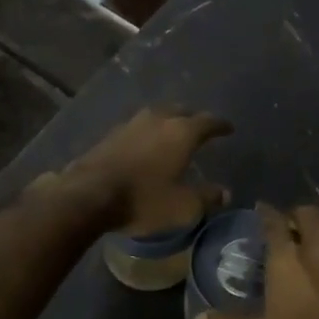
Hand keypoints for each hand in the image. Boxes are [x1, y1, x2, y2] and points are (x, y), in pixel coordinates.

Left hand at [41, 106, 231, 232]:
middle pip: (181, 111)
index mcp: (182, 132)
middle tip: (200, 128)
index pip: (208, 121)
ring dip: (168, 121)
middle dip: (193, 118)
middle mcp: (158, 119)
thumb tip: (225, 193)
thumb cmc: (144, 199)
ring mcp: (132, 124)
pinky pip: (138, 127)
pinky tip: (146, 144)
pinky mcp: (111, 134)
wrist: (89, 195)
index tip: (229, 128)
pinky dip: (148, 132)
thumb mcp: (183, 207)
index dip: (220, 125)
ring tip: (173, 132)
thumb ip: (207, 198)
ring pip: (157, 115)